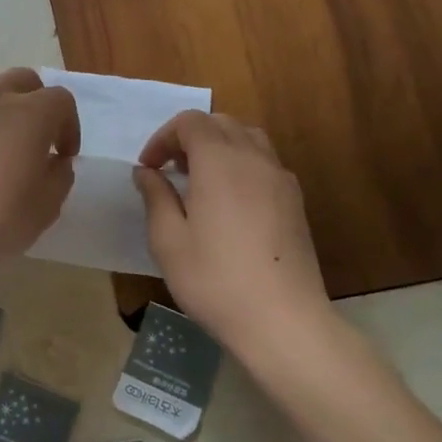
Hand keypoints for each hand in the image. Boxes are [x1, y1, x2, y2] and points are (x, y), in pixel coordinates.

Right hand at [134, 111, 332, 350]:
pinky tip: (229, 201)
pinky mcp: (295, 201)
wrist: (282, 320)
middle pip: (221, 123)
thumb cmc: (214, 279)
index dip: (163, 137)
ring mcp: (280, 179)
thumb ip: (155, 197)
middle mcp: (254, 159)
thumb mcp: (168, 240)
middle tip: (170, 170)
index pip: (190, 122)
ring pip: (248, 138)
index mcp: (219, 162)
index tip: (148, 168)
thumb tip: (147, 172)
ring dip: (219, 146)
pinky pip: (265, 162)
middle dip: (190, 137)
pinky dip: (241, 164)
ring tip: (199, 180)